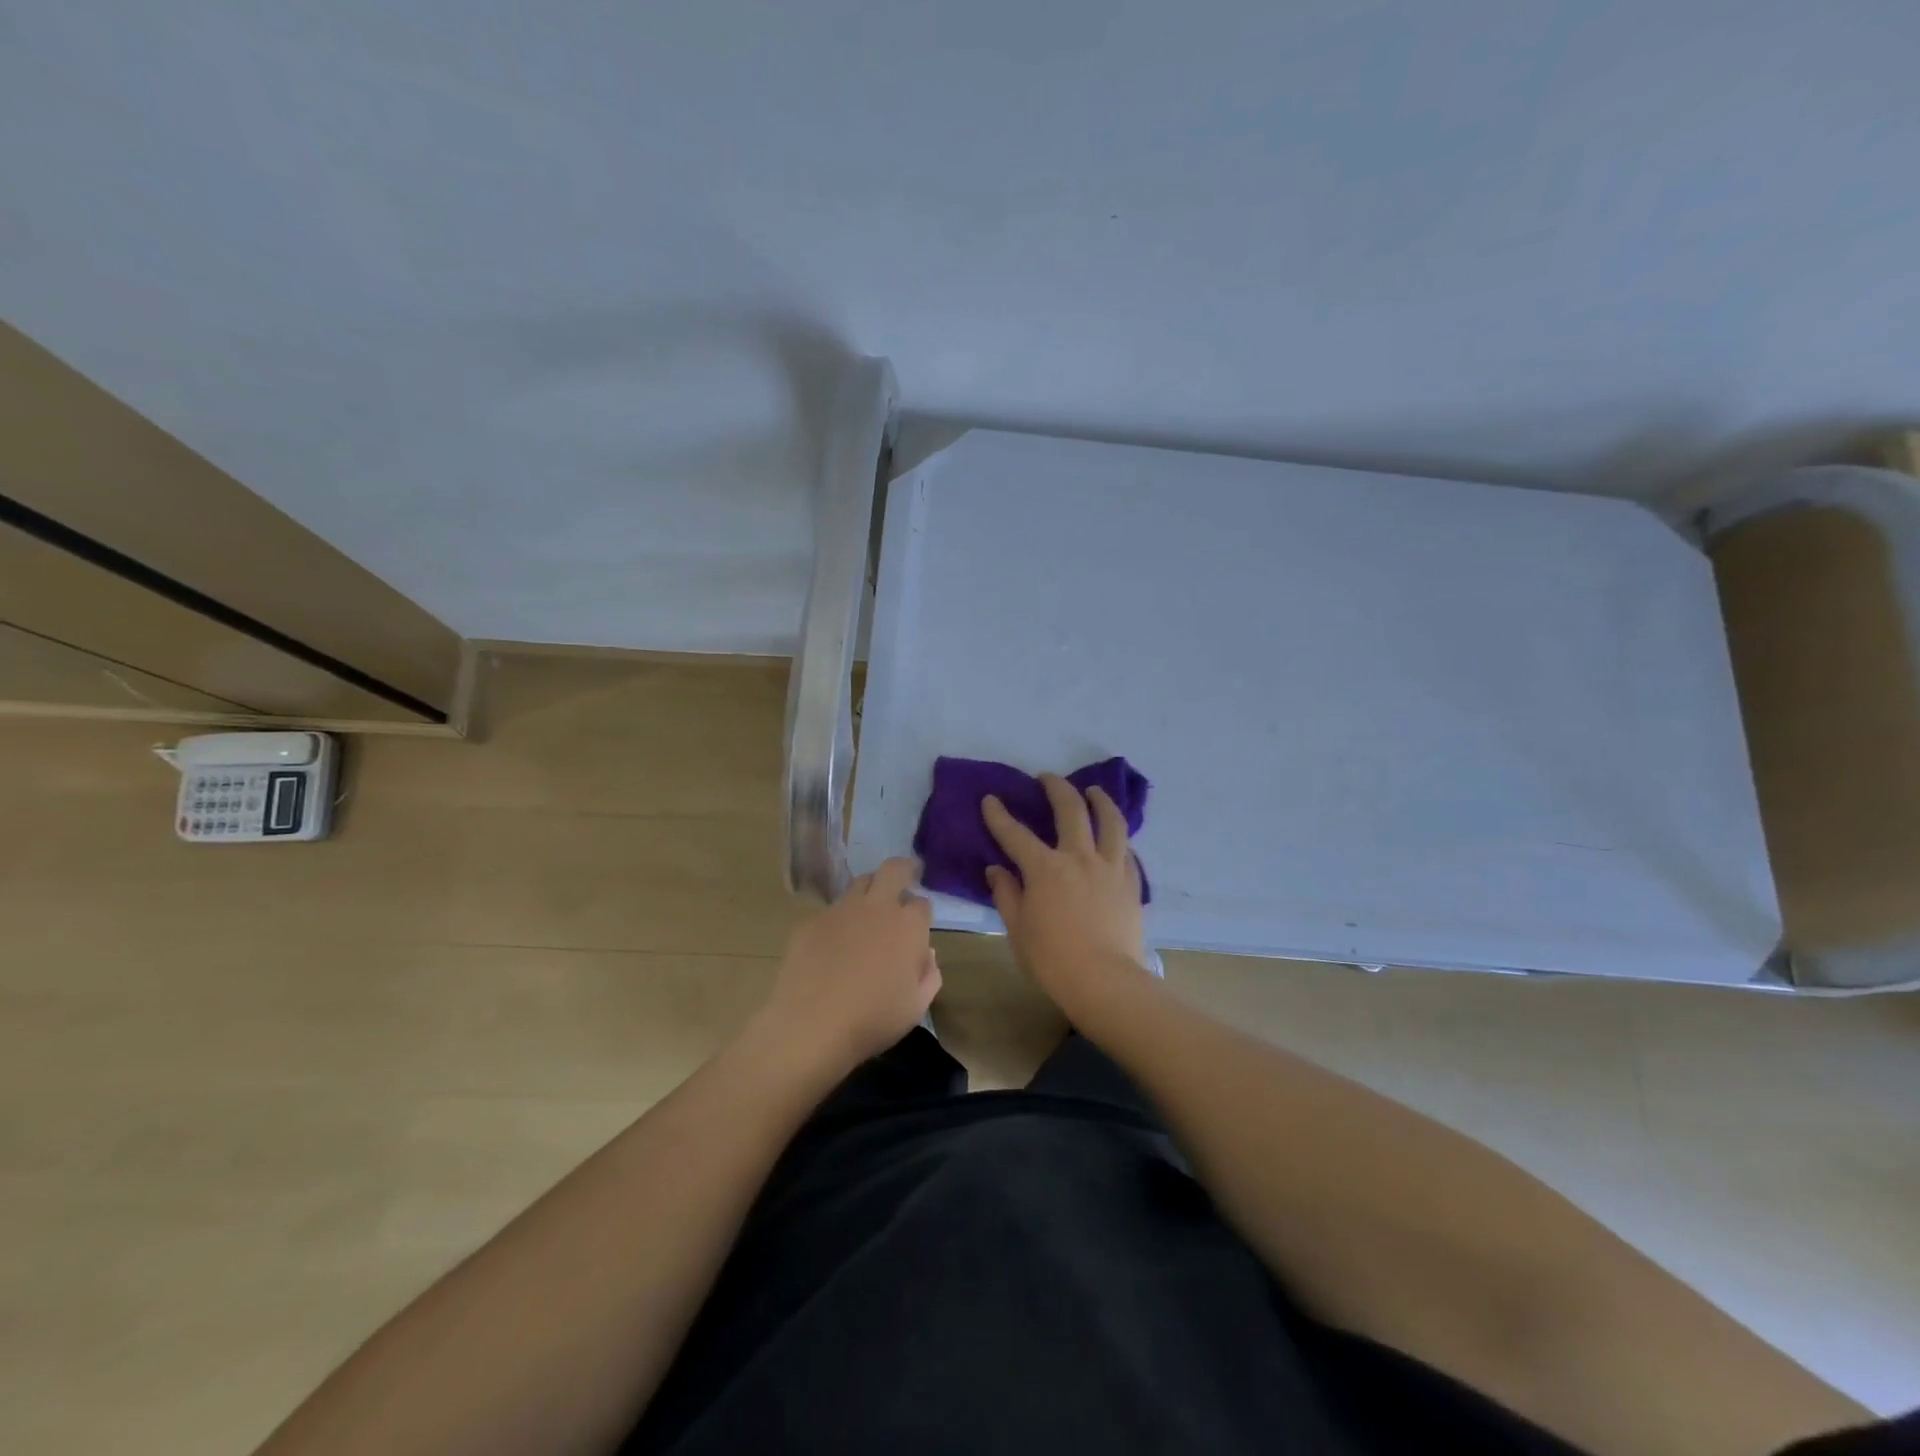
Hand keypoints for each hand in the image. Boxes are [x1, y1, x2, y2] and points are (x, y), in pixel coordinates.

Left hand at [764, 857, 939, 1070]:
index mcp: (908, 926)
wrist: (812, 1024)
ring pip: (860, 882)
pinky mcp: (812, 921)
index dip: (922, 911)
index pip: (922, 903)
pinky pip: (832, 909)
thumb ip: (929, 975)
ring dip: (870, 889)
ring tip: (869, 908)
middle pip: (893, 870)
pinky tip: (834, 942)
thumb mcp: (917, 1006)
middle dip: (903, 868)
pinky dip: (840, 917)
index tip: (919, 923)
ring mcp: (841, 910)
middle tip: (905, 875)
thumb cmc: (873, 1019)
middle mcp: (877, 907)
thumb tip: (926, 954)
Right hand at [982, 775, 1147, 1005]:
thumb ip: (1007, 894)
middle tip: (1047, 778)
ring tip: (1094, 791)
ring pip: (1110, 821)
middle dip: (1056, 787)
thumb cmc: (1052, 959)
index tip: (991, 799)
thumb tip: (997, 870)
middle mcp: (1078, 857)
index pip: (1015, 833)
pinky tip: (1115, 838)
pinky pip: (1127, 850)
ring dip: (1100, 800)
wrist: (1105, 981)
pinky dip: (1118, 838)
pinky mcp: (1131, 883)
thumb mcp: (1017, 929)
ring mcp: (1109, 867)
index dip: (999, 815)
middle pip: (1070, 809)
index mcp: (1044, 868)